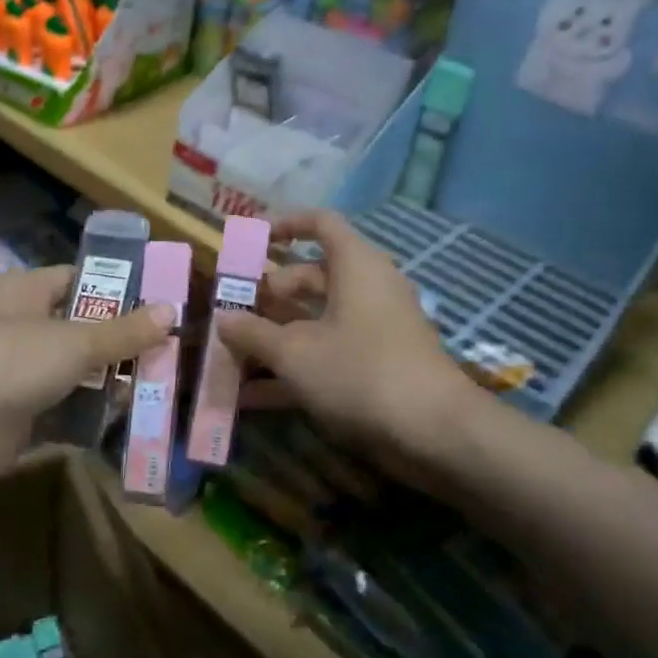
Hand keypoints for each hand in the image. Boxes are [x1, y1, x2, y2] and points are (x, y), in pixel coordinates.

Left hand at [0, 266, 171, 494]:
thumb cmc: (11, 361)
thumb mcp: (76, 342)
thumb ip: (124, 331)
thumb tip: (171, 310)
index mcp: (23, 291)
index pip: (76, 278)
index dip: (116, 288)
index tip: (158, 303)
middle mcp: (16, 326)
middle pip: (78, 328)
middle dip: (119, 342)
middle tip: (167, 352)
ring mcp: (13, 372)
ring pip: (72, 371)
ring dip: (108, 382)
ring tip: (156, 388)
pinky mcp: (14, 414)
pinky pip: (61, 409)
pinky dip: (88, 416)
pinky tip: (125, 422)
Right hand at [218, 210, 476, 463]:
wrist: (433, 433)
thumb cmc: (359, 372)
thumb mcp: (295, 352)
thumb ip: (253, 332)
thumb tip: (223, 317)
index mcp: (355, 266)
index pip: (321, 224)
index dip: (285, 225)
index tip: (251, 241)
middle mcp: (367, 289)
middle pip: (311, 277)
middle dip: (269, 293)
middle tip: (233, 310)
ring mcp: (373, 330)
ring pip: (316, 320)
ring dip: (275, 336)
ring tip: (231, 354)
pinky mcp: (375, 367)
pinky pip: (326, 355)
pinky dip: (293, 369)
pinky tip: (251, 397)